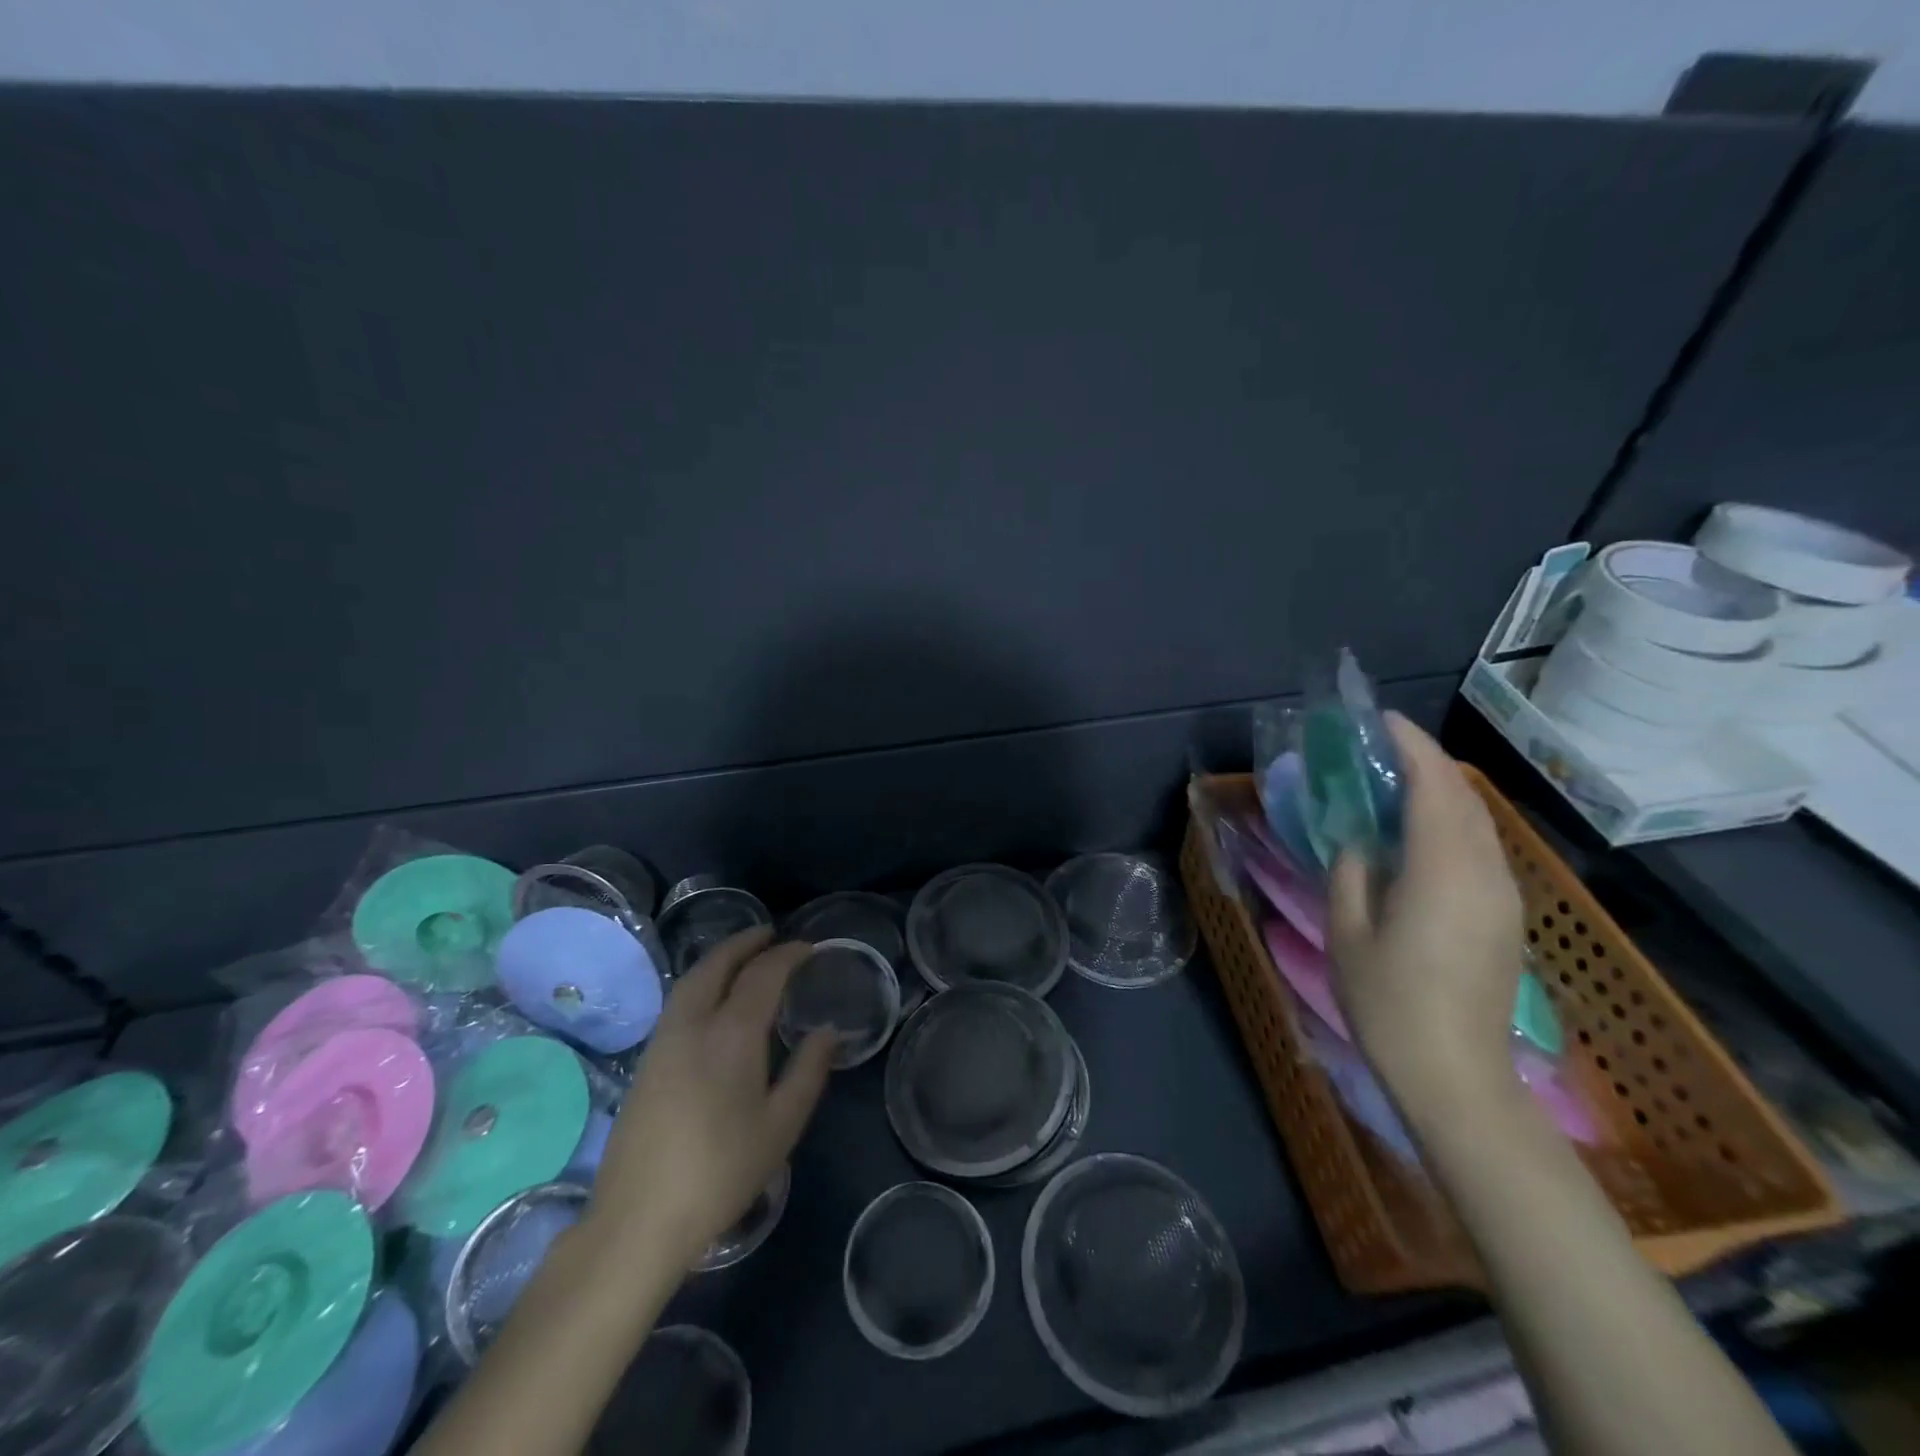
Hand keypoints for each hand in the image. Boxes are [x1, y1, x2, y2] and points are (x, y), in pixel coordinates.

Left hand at [585, 928, 836, 1269]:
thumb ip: (809, 1071)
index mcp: (732, 1034)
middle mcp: (693, 1024)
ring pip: (692, 979)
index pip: (763, 974)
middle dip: (746, 942)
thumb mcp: (780, 1126)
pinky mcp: (646, 1060)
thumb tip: (828, 1031)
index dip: (788, 955)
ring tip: (744, 958)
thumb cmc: (720, 1172)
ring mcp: (663, 1040)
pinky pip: (679, 1000)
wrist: (638, 1219)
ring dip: (720, 959)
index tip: (809, 948)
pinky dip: (702, 981)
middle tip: (771, 934)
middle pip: (718, 964)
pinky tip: (713, 999)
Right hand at [1326, 714, 1523, 1113]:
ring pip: (1477, 821)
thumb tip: (1359, 839)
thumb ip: (1351, 870)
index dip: (1410, 745)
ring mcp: (1503, 895)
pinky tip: (1416, 833)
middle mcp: (1485, 872)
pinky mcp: (1505, 916)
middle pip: (1463, 797)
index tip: (1379, 720)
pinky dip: (1449, 821)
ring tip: (1392, 780)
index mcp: (1443, 870)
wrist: (1456, 1077)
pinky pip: (1480, 847)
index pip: (1435, 786)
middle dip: (1425, 761)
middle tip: (1377, 747)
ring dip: (1439, 790)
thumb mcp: (1347, 932)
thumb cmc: (1389, 1003)